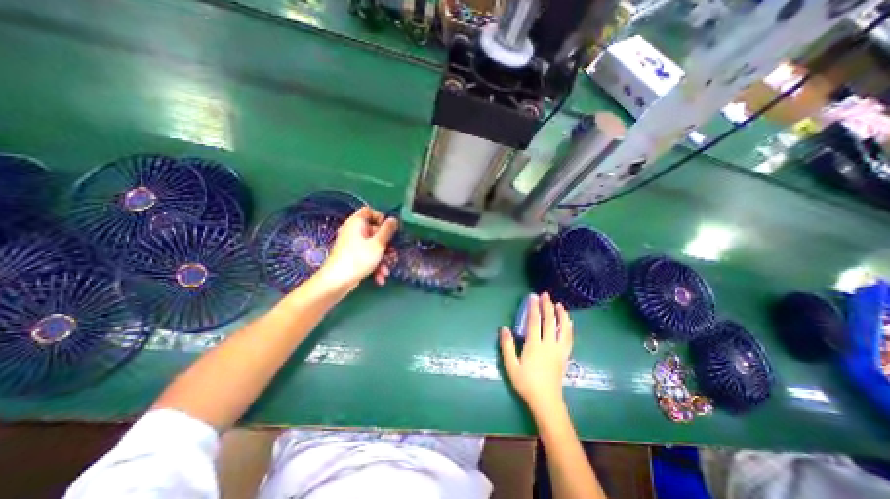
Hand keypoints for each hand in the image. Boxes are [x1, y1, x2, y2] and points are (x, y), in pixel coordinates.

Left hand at [319, 206, 398, 291]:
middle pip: (374, 232)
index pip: (369, 211)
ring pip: (372, 247)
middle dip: (386, 246)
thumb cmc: (359, 258)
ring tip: (386, 271)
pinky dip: (374, 265)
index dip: (381, 218)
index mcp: (356, 223)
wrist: (337, 281)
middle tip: (393, 254)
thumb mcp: (378, 243)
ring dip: (382, 259)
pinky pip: (367, 256)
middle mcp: (353, 231)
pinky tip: (379, 277)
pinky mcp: (352, 257)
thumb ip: (388, 230)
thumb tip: (393, 219)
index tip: (390, 229)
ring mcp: (352, 245)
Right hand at [499, 294, 573, 414]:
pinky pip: (569, 338)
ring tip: (559, 305)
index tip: (533, 297)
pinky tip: (568, 322)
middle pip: (550, 321)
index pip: (534, 322)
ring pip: (563, 329)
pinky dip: (569, 328)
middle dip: (547, 307)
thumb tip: (504, 328)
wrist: (546, 401)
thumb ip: (507, 346)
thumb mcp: (511, 366)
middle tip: (545, 295)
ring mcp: (559, 350)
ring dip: (561, 315)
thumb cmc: (526, 383)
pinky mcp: (565, 356)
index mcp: (534, 346)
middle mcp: (549, 345)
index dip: (533, 308)